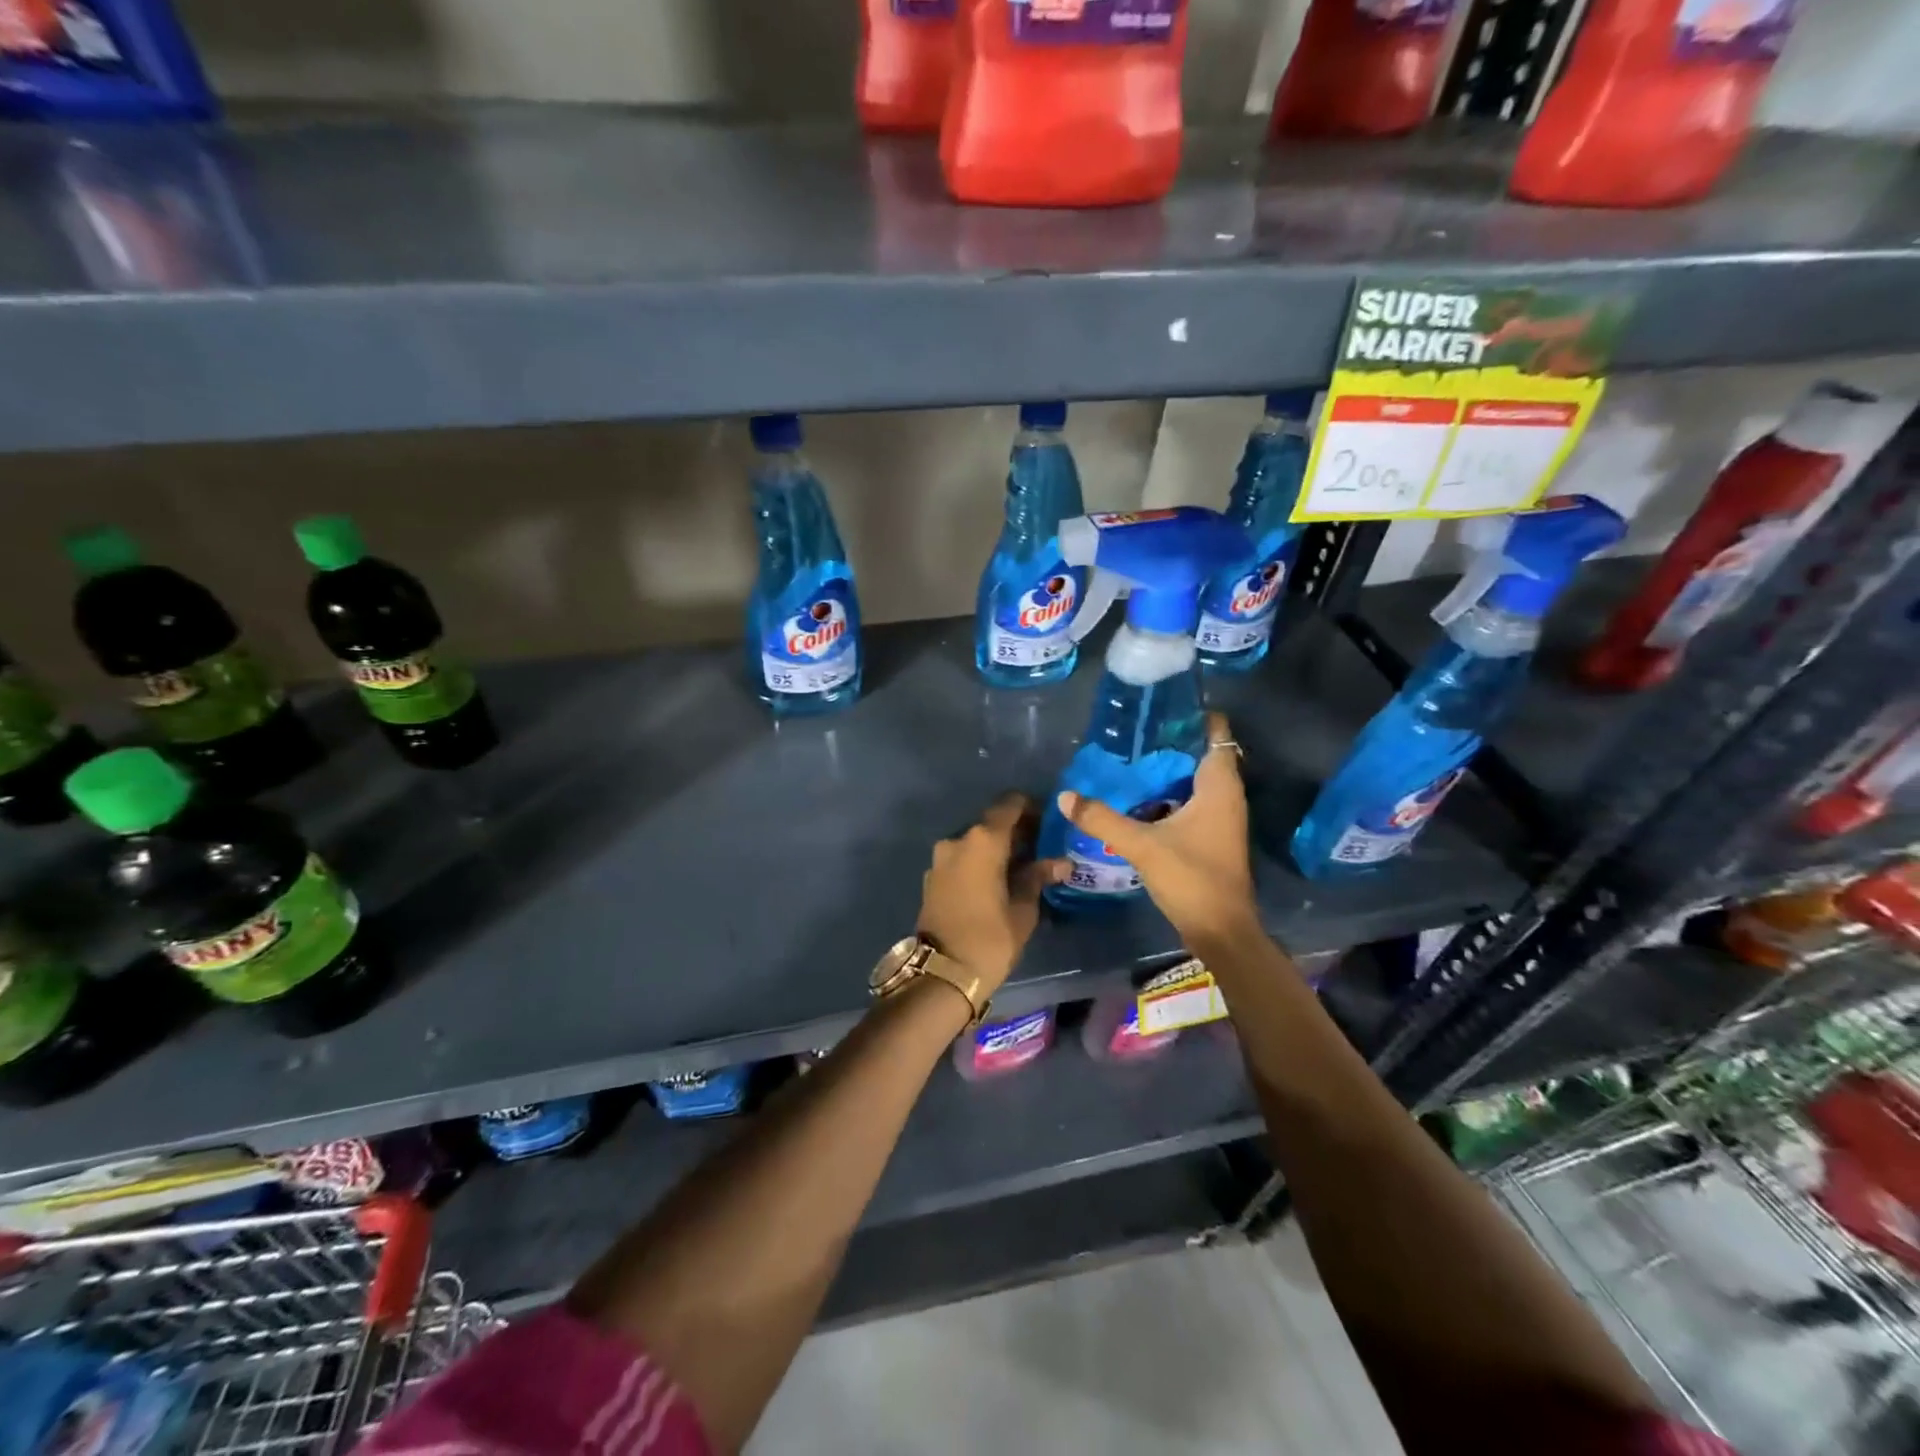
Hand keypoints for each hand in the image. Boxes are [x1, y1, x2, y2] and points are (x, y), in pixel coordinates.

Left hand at [917, 792, 1069, 995]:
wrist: (941, 973)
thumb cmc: (990, 938)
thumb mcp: (1023, 909)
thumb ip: (1038, 877)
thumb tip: (1061, 862)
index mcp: (983, 841)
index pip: (1010, 805)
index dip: (1031, 808)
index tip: (1048, 823)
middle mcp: (958, 840)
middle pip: (991, 823)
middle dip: (1015, 832)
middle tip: (1040, 849)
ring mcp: (940, 858)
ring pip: (975, 842)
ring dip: (995, 849)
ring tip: (1019, 869)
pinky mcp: (932, 877)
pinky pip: (961, 859)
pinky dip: (979, 863)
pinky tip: (996, 882)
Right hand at [1056, 712, 1258, 944]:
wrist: (1221, 931)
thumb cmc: (1191, 878)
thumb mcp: (1142, 845)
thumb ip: (1102, 819)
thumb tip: (1066, 796)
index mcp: (1219, 786)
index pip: (1216, 733)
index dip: (1192, 716)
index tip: (1159, 706)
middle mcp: (1227, 796)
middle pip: (1202, 754)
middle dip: (1170, 742)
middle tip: (1132, 733)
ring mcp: (1221, 818)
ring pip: (1195, 780)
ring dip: (1168, 770)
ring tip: (1129, 760)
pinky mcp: (1212, 836)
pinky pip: (1191, 801)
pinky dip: (1169, 794)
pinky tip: (1139, 798)